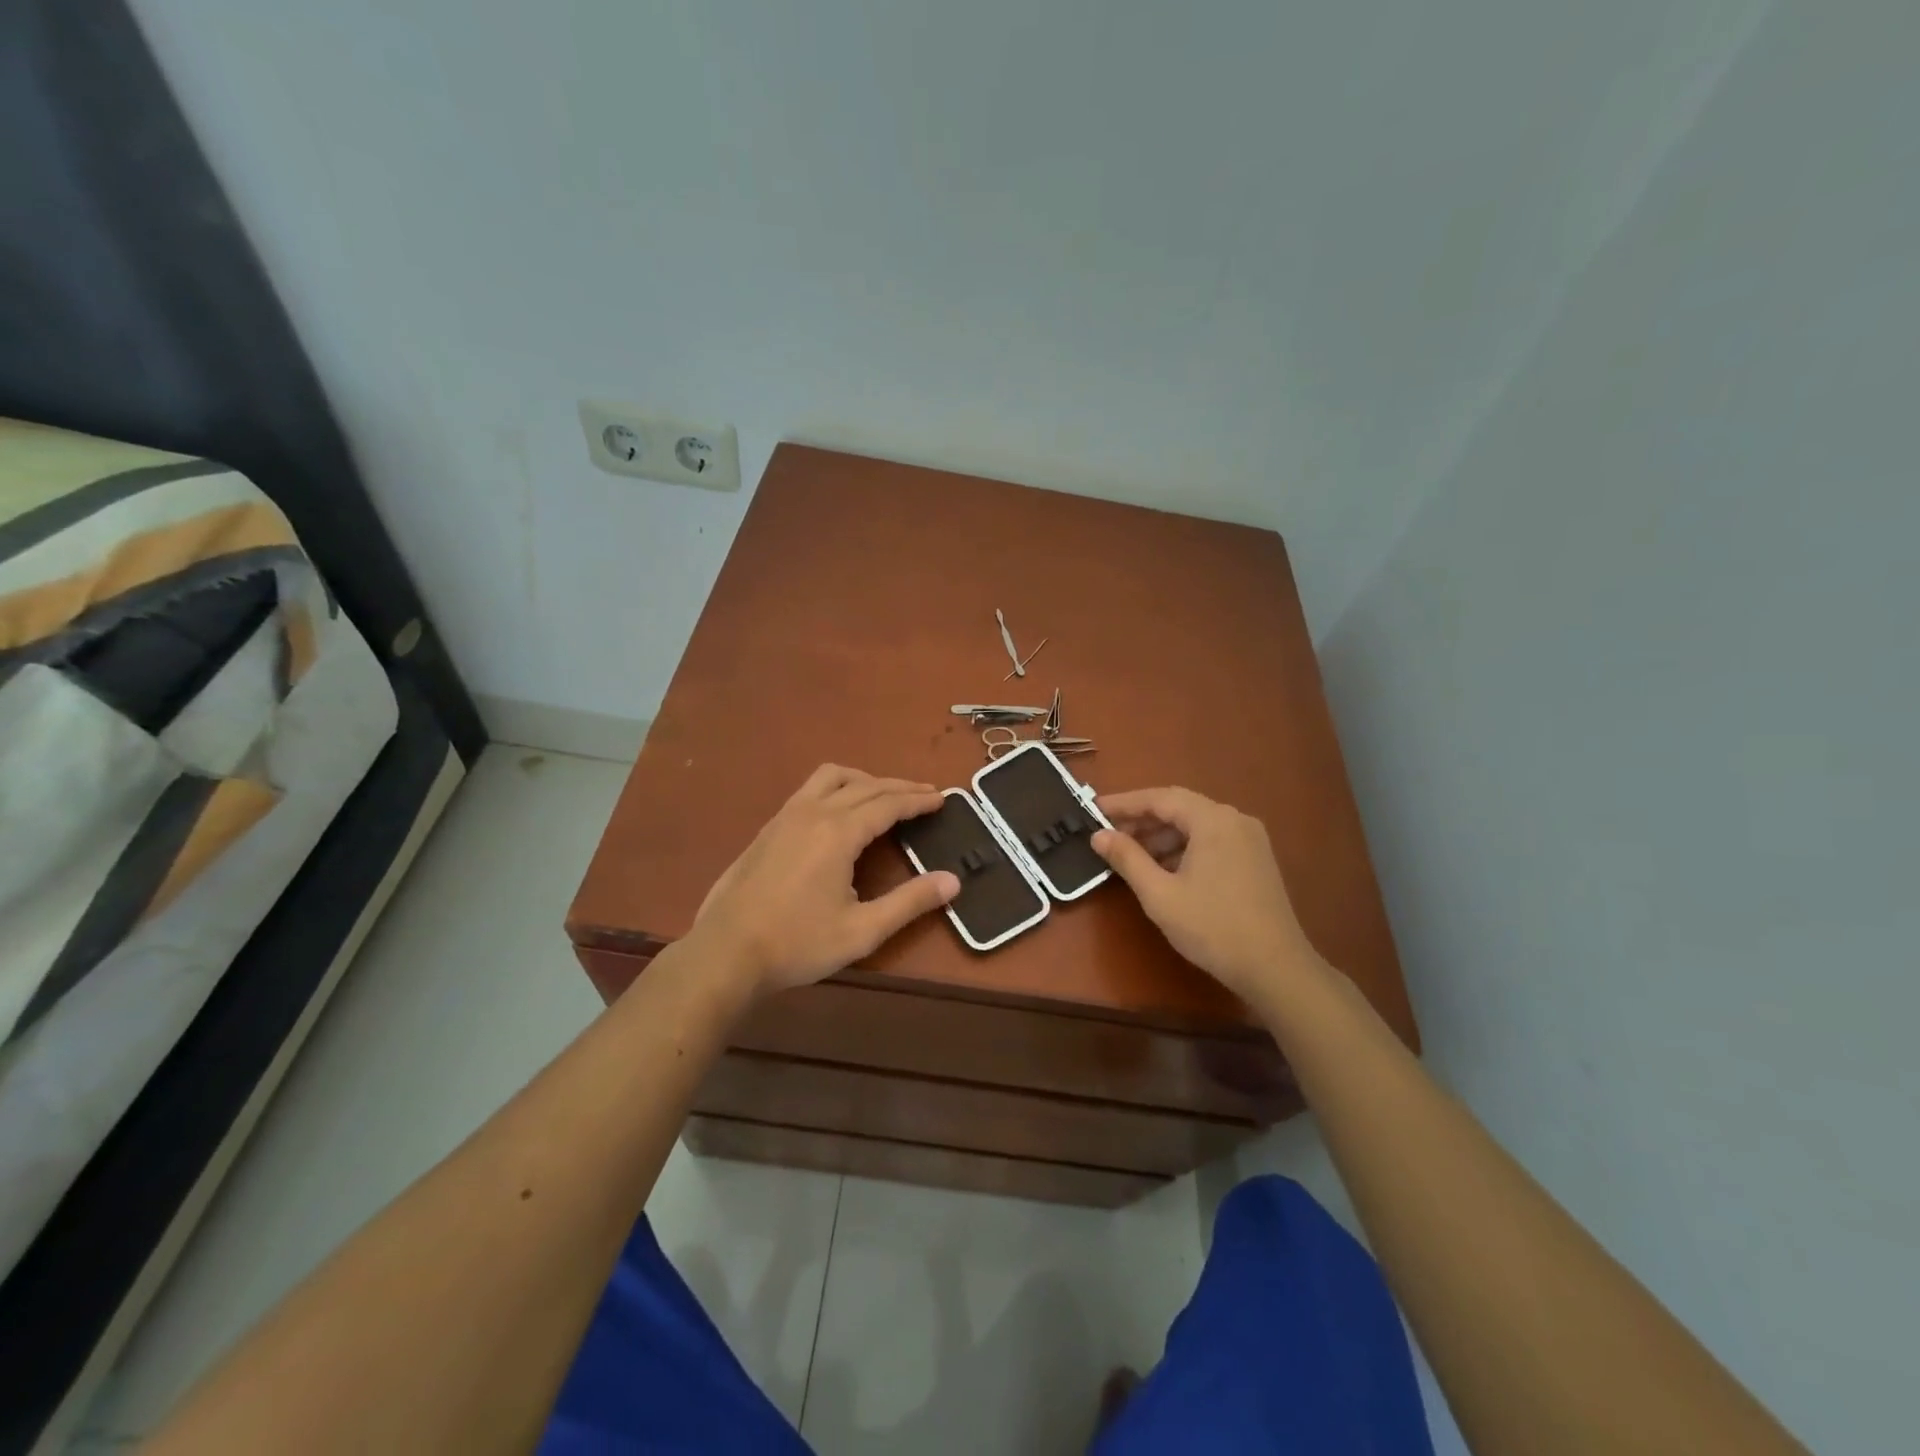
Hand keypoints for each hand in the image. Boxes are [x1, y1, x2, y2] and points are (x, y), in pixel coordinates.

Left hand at [690, 765, 959, 997]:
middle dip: (899, 787)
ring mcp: (786, 816)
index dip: (918, 800)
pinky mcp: (768, 827)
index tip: (942, 798)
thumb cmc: (797, 944)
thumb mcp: (862, 930)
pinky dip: (836, 788)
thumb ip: (910, 903)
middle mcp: (814, 812)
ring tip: (883, 794)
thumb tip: (953, 881)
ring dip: (864, 779)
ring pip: (831, 777)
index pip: (888, 804)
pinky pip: (809, 789)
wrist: (726, 952)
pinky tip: (838, 812)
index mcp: (839, 832)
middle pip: (865, 786)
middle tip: (926, 794)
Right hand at [1091, 786, 1324, 1004]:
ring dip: (1162, 836)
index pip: (1160, 798)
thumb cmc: (1213, 928)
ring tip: (1131, 856)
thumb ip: (1127, 859)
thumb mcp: (1160, 894)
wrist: (1276, 968)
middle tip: (1108, 834)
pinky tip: (1165, 870)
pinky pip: (1212, 840)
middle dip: (1142, 820)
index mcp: (1213, 820)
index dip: (1124, 803)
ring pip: (1196, 825)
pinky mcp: (1255, 859)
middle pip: (1179, 808)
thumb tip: (1099, 835)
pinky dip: (1184, 848)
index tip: (1094, 809)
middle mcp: (1235, 820)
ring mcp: (1250, 839)